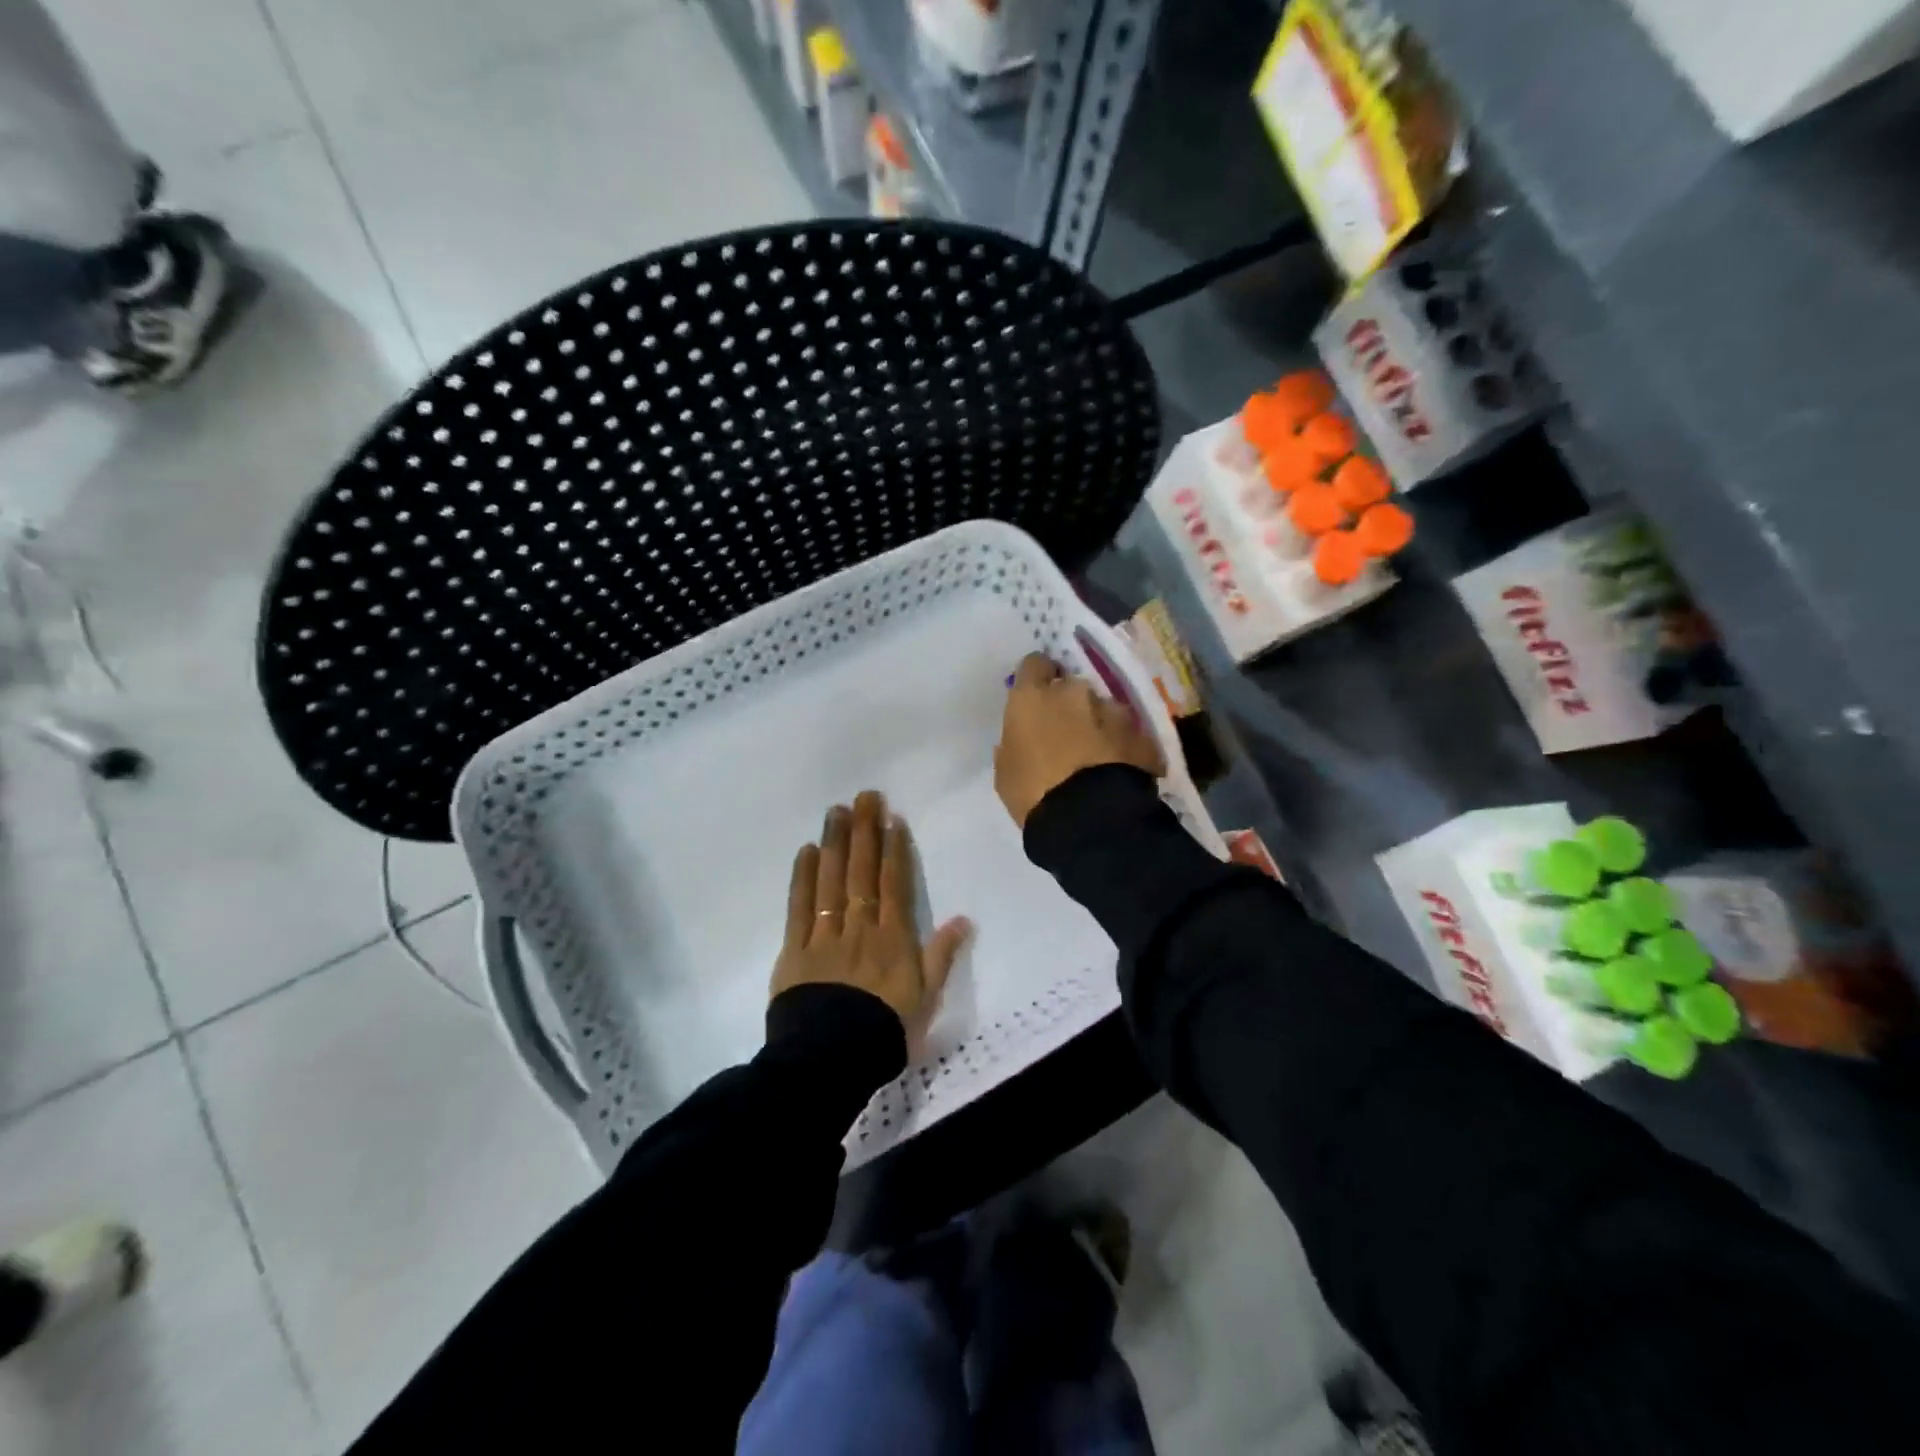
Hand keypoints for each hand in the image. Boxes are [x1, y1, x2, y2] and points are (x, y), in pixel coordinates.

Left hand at [771, 791, 970, 1050]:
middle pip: (862, 873)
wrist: (830, 1062)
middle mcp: (860, 928)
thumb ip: (942, 956)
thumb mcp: (925, 999)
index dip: (894, 849)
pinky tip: (806, 851)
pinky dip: (803, 878)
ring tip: (836, 812)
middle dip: (865, 832)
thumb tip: (964, 919)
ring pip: (831, 882)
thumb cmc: (884, 1032)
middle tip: (864, 797)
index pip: (894, 884)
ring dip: (835, 844)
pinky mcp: (794, 950)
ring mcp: (825, 936)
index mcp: (893, 939)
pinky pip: (799, 908)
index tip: (892, 818)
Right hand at [994, 653, 1164, 828]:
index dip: (1037, 677)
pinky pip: (1129, 735)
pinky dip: (1124, 747)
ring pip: (1103, 709)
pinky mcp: (1142, 734)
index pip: (1034, 664)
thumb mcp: (1006, 771)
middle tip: (1066, 735)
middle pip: (1071, 688)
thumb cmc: (1033, 793)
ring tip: (1097, 758)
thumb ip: (1013, 744)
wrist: (1090, 818)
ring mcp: (1113, 710)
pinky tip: (1120, 771)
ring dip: (1099, 725)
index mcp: (1033, 697)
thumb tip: (1021, 739)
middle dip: (1070, 706)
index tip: (1036, 695)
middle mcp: (1074, 692)